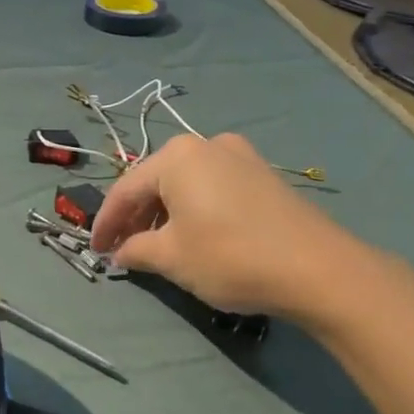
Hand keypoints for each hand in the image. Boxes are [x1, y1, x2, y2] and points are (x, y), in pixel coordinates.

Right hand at [91, 132, 395, 335]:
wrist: (319, 268)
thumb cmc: (231, 257)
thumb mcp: (172, 258)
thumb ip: (136, 249)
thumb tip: (120, 252)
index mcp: (176, 156)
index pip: (125, 189)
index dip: (106, 222)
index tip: (95, 249)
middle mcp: (205, 145)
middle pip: (155, 181)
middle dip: (135, 216)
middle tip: (123, 249)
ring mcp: (238, 155)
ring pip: (185, 183)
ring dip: (164, 213)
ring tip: (155, 246)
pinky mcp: (262, 174)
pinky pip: (212, 186)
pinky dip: (193, 208)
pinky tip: (192, 235)